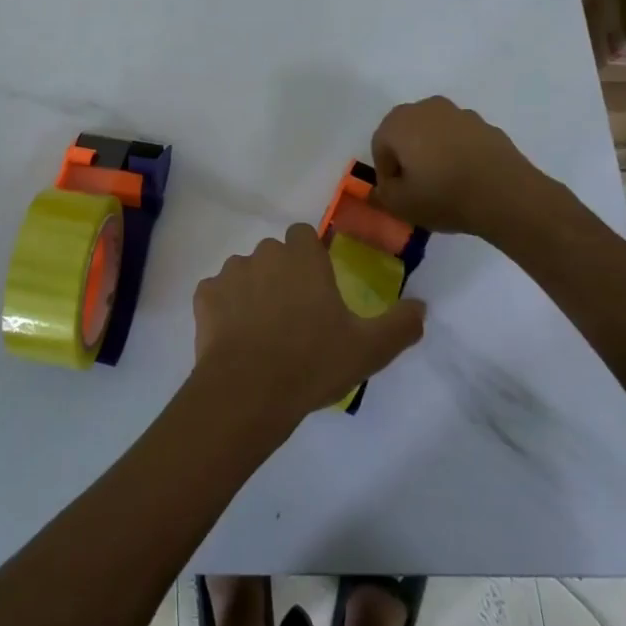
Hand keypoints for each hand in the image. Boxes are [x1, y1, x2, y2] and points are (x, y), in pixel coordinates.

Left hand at [192, 223, 424, 429]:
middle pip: (274, 254)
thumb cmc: (313, 362)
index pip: (303, 235)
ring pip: (244, 273)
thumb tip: (422, 306)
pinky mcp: (203, 296)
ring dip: (252, 291)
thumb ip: (401, 324)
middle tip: (294, 316)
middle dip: (282, 275)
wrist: (248, 391)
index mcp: (302, 257)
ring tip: (263, 333)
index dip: (310, 257)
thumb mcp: (370, 349)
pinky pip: (216, 295)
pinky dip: (224, 310)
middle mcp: (264, 254)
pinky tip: (235, 340)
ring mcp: (229, 273)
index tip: (318, 288)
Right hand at [370, 95, 553, 236]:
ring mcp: (460, 114)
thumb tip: (382, 188)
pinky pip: (461, 140)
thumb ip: (383, 194)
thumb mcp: (400, 205)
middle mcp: (427, 108)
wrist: (507, 195)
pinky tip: (468, 179)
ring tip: (446, 185)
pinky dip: (459, 154)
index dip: (386, 173)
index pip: (380, 146)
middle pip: (407, 134)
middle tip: (418, 188)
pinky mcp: (487, 126)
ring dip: (434, 154)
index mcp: (399, 122)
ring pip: (435, 134)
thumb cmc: (444, 195)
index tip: (398, 195)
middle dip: (408, 158)